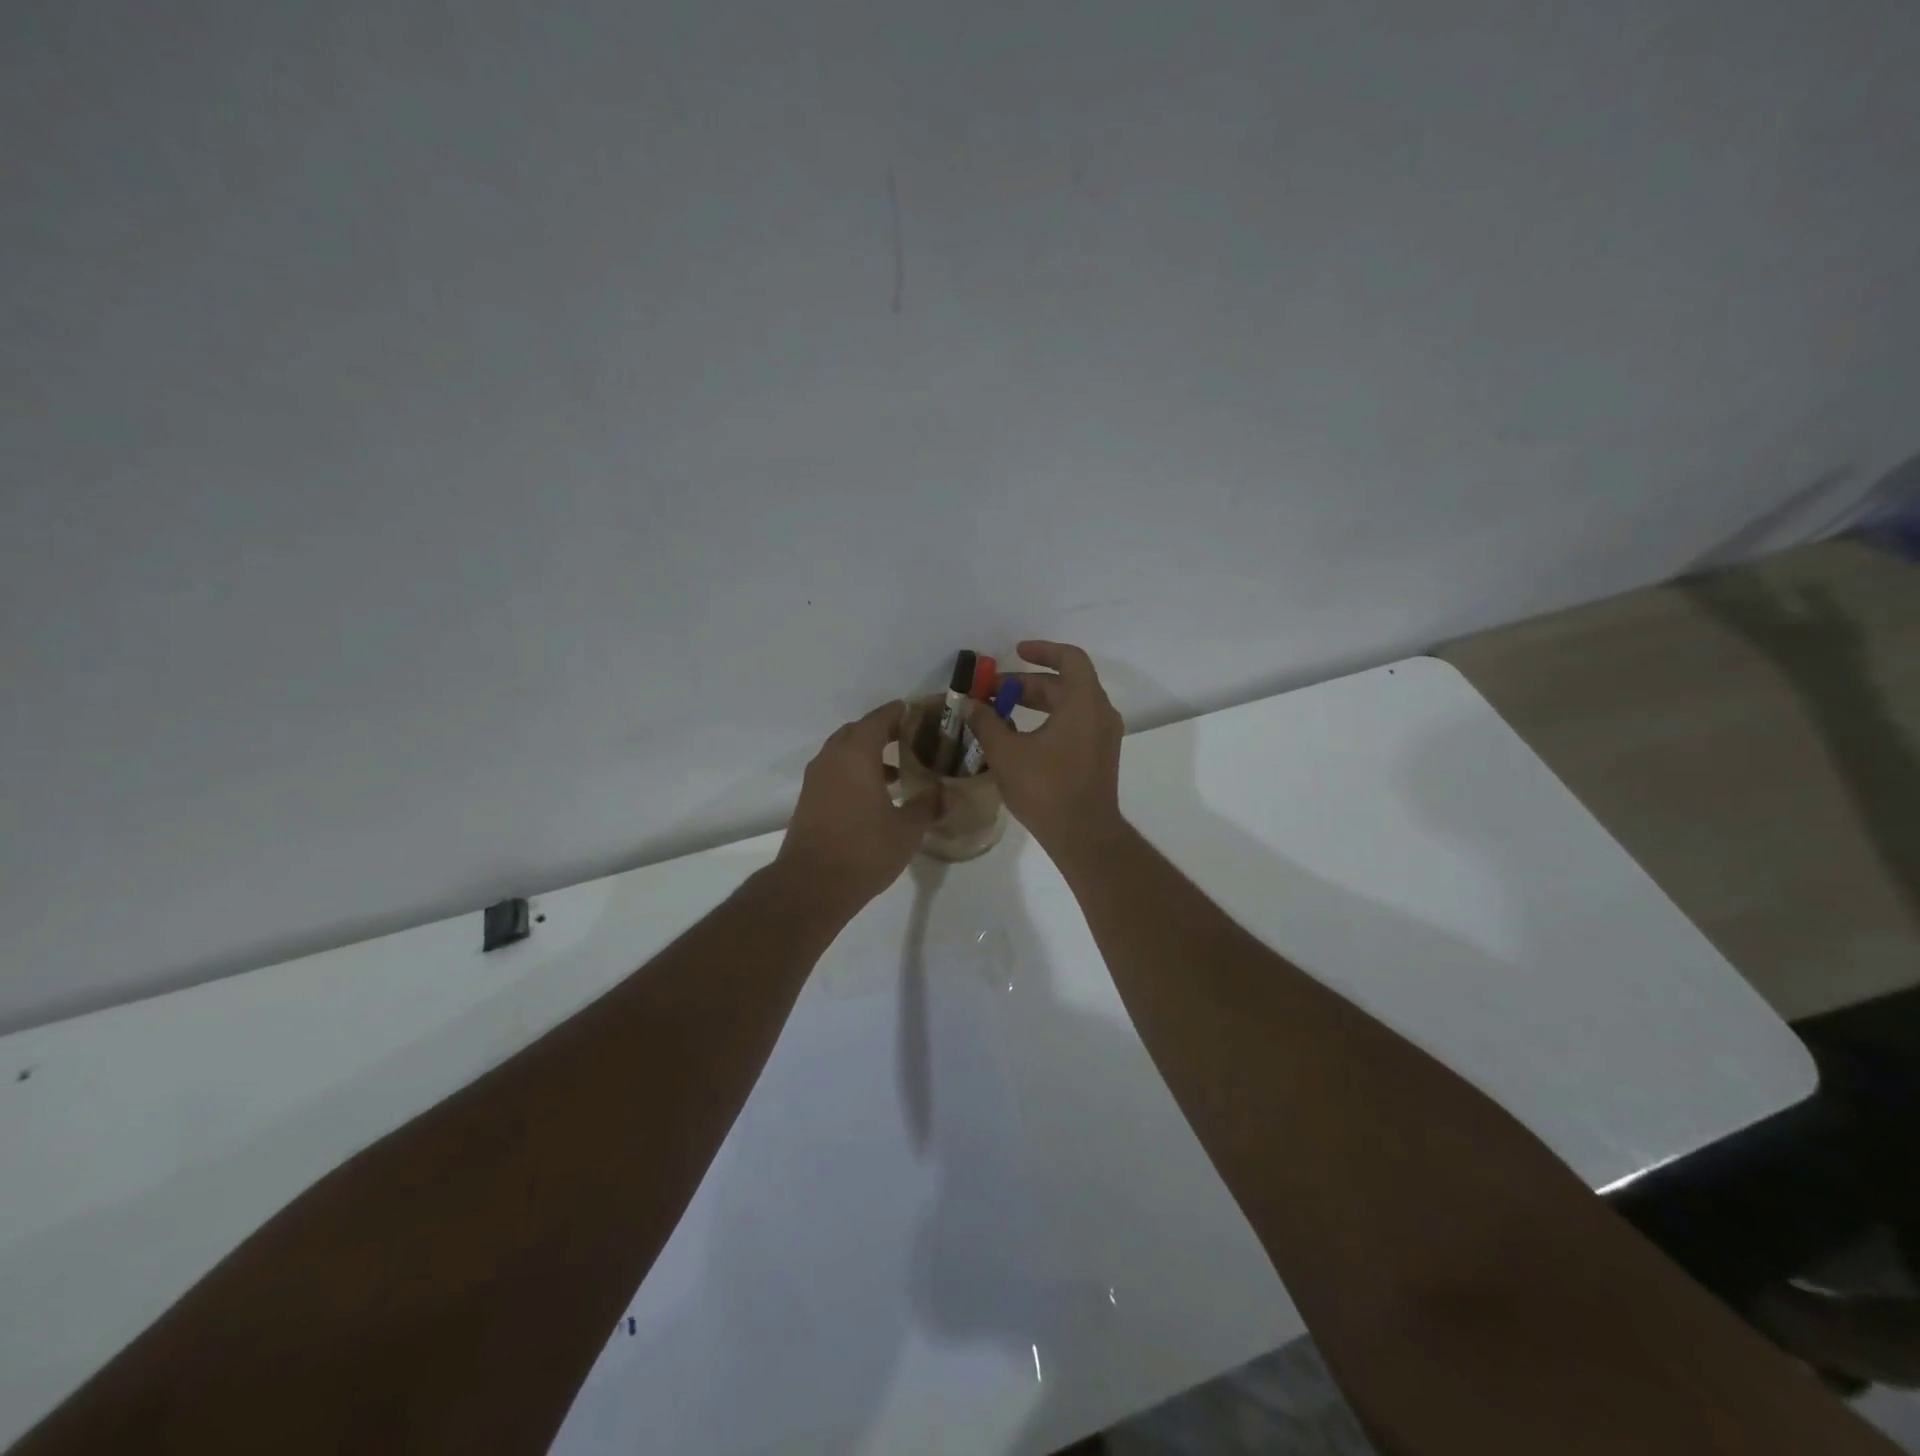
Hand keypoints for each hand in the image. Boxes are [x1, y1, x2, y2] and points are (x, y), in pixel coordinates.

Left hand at [776, 702, 939, 912]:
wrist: (811, 885)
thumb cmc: (864, 850)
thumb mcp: (907, 829)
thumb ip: (928, 805)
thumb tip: (947, 792)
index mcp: (856, 754)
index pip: (879, 719)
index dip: (899, 712)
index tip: (919, 712)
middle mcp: (832, 758)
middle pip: (858, 731)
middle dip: (883, 731)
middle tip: (911, 739)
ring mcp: (816, 779)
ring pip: (844, 752)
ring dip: (868, 753)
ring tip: (898, 770)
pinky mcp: (809, 799)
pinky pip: (835, 771)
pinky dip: (855, 771)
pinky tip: (876, 794)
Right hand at [960, 640, 1125, 857]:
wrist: (1083, 835)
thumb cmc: (1046, 788)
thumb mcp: (1006, 753)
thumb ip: (986, 722)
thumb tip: (970, 704)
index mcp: (1084, 702)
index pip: (1069, 658)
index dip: (1041, 651)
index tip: (1015, 653)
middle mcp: (1100, 713)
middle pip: (1065, 683)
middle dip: (1027, 684)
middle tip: (993, 692)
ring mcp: (1103, 736)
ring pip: (1069, 705)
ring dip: (1037, 703)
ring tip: (1001, 712)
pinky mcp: (1100, 756)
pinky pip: (1075, 724)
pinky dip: (1050, 720)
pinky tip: (1021, 737)